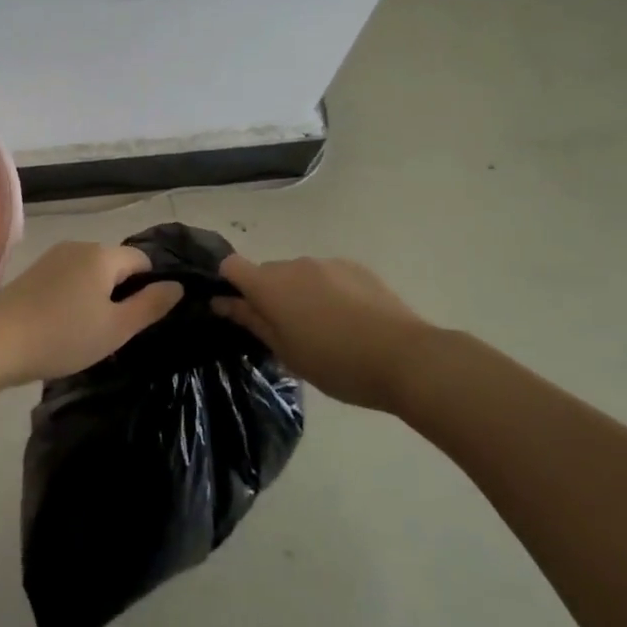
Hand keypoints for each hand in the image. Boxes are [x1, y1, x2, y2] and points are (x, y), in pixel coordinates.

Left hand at [0, 242, 182, 385]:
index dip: (149, 287)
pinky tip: (64, 324)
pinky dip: (75, 295)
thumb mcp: (116, 328)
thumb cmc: (63, 336)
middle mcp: (79, 246)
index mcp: (103, 255)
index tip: (142, 319)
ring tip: (89, 331)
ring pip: (90, 271)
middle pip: (115, 263)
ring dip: (97, 295)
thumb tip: (177, 286)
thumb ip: (150, 306)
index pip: (143, 260)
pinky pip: (68, 277)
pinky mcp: (33, 271)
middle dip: (122, 292)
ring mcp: (53, 256)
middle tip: (117, 331)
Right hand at [213, 254, 440, 410]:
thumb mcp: (286, 352)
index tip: (240, 311)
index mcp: (271, 285)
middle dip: (269, 296)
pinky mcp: (356, 267)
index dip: (230, 284)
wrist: (404, 357)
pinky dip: (327, 292)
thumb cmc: (336, 363)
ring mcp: (328, 263)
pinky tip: (349, 321)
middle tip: (287, 333)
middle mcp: (295, 264)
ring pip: (299, 275)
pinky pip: (328, 275)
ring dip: (300, 294)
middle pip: (268, 272)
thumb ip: (252, 321)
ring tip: (324, 330)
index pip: (232, 266)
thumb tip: (221, 301)